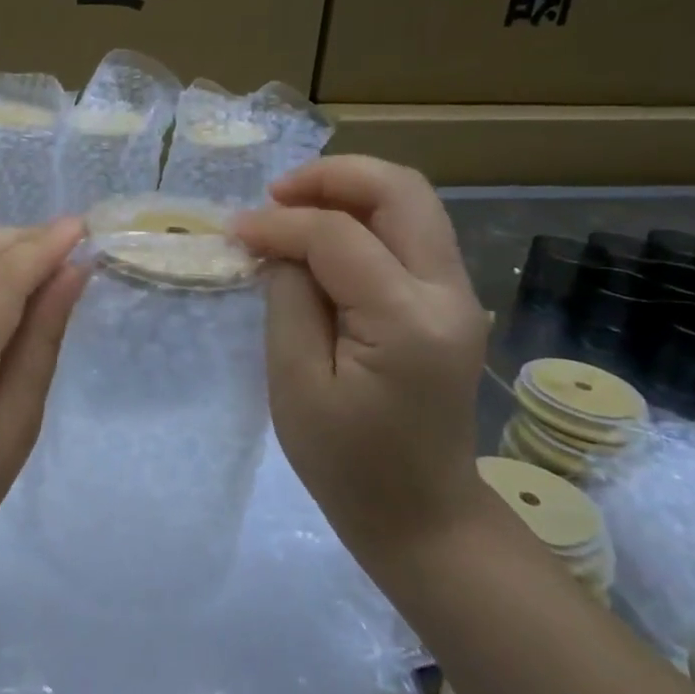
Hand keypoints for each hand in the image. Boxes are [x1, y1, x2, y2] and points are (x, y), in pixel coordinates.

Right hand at [231, 157, 489, 560]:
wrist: (424, 517)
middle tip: (275, 195)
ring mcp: (459, 296)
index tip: (234, 231)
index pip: (338, 236)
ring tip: (293, 208)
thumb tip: (279, 245)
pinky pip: (411, 232)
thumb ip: (288, 300)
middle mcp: (448, 294)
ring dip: (349, 191)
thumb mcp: (295, 385)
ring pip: (411, 202)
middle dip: (331, 176)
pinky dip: (364, 217)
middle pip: (400, 190)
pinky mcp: (451, 303)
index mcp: (406, 322)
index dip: (279, 223)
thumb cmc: (348, 464)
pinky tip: (322, 236)